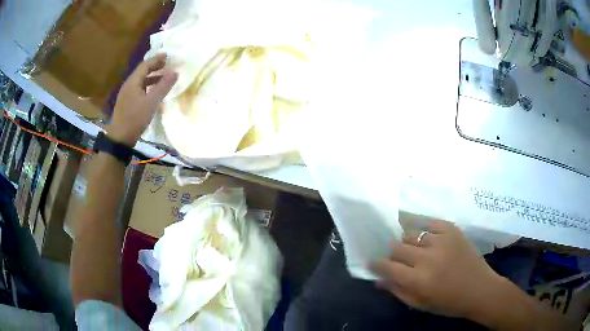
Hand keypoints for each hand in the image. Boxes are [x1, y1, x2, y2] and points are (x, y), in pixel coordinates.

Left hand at [107, 54, 177, 146]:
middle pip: (142, 71)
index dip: (156, 59)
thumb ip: (163, 87)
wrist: (120, 138)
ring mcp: (126, 95)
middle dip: (154, 66)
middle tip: (166, 64)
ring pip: (140, 81)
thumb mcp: (151, 102)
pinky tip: (153, 92)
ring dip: (151, 77)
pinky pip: (139, 89)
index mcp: (133, 82)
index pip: (145, 65)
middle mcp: (128, 85)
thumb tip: (175, 73)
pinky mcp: (127, 103)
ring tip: (162, 77)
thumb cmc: (135, 118)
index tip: (167, 55)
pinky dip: (147, 86)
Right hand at [371, 220, 502, 319]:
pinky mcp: (452, 230)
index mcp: (418, 280)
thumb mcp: (420, 304)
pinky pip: (429, 221)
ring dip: (407, 241)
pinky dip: (421, 226)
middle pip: (397, 246)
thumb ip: (397, 291)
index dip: (377, 263)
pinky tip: (420, 231)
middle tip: (395, 257)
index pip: (388, 266)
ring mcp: (441, 240)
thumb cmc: (448, 303)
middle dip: (391, 252)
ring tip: (411, 247)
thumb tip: (377, 280)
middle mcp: (428, 258)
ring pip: (411, 233)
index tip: (372, 262)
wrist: (480, 289)